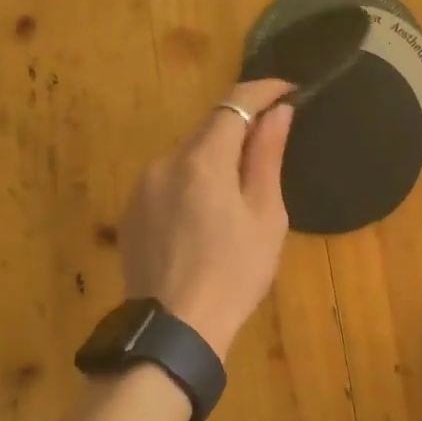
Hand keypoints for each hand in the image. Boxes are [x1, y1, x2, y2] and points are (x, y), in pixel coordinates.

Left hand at [120, 79, 294, 355]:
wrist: (175, 331)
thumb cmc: (234, 274)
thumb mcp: (265, 216)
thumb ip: (267, 157)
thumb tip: (278, 112)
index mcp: (202, 160)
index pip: (234, 103)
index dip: (264, 89)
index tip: (289, 89)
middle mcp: (165, 162)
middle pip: (208, 127)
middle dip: (241, 126)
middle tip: (273, 143)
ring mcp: (143, 187)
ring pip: (187, 154)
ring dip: (216, 156)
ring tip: (241, 190)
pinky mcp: (132, 211)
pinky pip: (169, 179)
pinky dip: (193, 179)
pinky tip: (207, 215)